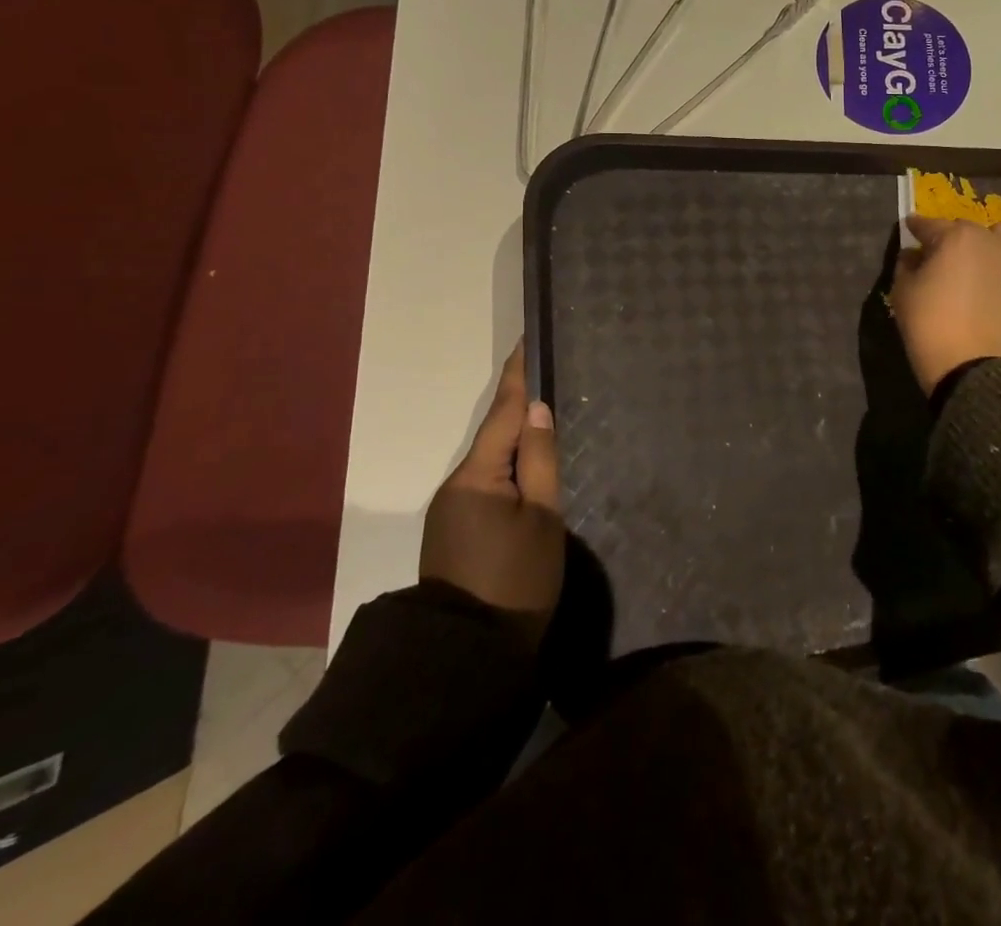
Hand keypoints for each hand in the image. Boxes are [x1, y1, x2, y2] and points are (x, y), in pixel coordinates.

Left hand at [420, 340, 564, 625]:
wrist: (467, 656)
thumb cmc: (515, 581)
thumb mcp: (542, 518)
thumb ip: (541, 460)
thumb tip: (538, 411)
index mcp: (477, 476)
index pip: (503, 413)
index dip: (517, 378)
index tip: (524, 343)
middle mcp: (457, 484)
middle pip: (495, 435)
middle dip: (520, 407)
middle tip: (548, 375)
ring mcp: (452, 509)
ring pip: (492, 460)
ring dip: (517, 438)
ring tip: (547, 416)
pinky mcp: (456, 530)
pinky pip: (487, 483)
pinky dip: (509, 467)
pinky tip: (529, 465)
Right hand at [890, 215, 1000, 394]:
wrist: (968, 363)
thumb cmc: (928, 323)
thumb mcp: (902, 290)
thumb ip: (907, 264)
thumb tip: (914, 254)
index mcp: (953, 237)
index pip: (928, 225)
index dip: (915, 227)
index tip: (909, 229)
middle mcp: (986, 240)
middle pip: (964, 228)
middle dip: (949, 238)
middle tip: (937, 259)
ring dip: (989, 242)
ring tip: (978, 261)